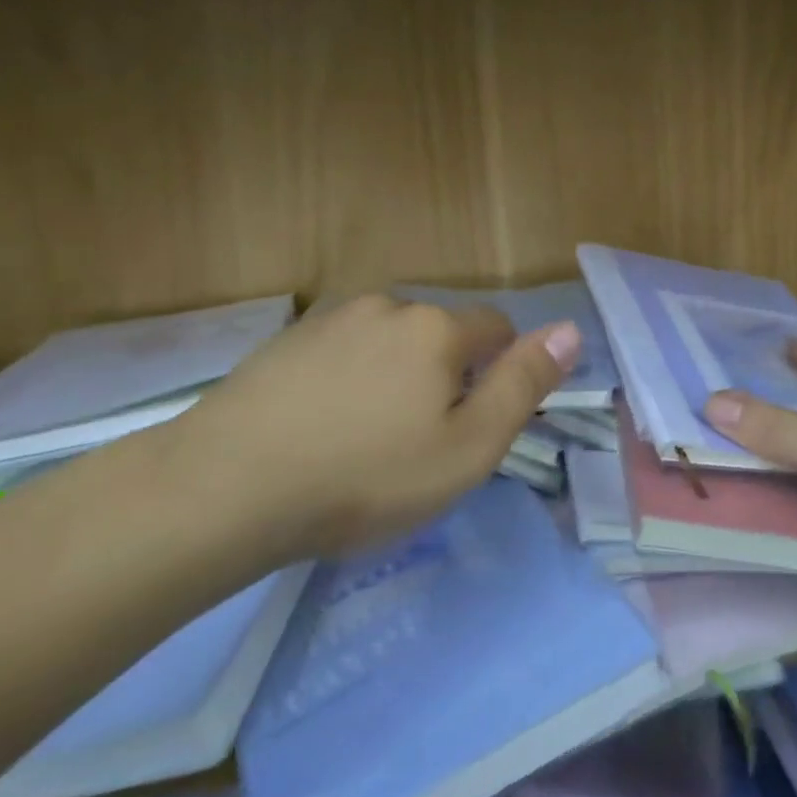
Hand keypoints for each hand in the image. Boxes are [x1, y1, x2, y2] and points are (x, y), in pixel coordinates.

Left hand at [163, 294, 578, 561]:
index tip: (473, 425)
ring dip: (394, 377)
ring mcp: (331, 320)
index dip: (499, 373)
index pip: (497, 328)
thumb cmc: (366, 477)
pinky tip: (321, 428)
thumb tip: (570, 330)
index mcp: (438, 328)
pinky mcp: (286, 342)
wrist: (225, 489)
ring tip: (365, 440)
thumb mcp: (467, 448)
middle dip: (445, 376)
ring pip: (389, 343)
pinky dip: (347, 380)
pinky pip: (341, 354)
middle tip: (418, 444)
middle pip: (441, 335)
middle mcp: (389, 306)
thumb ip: (524, 384)